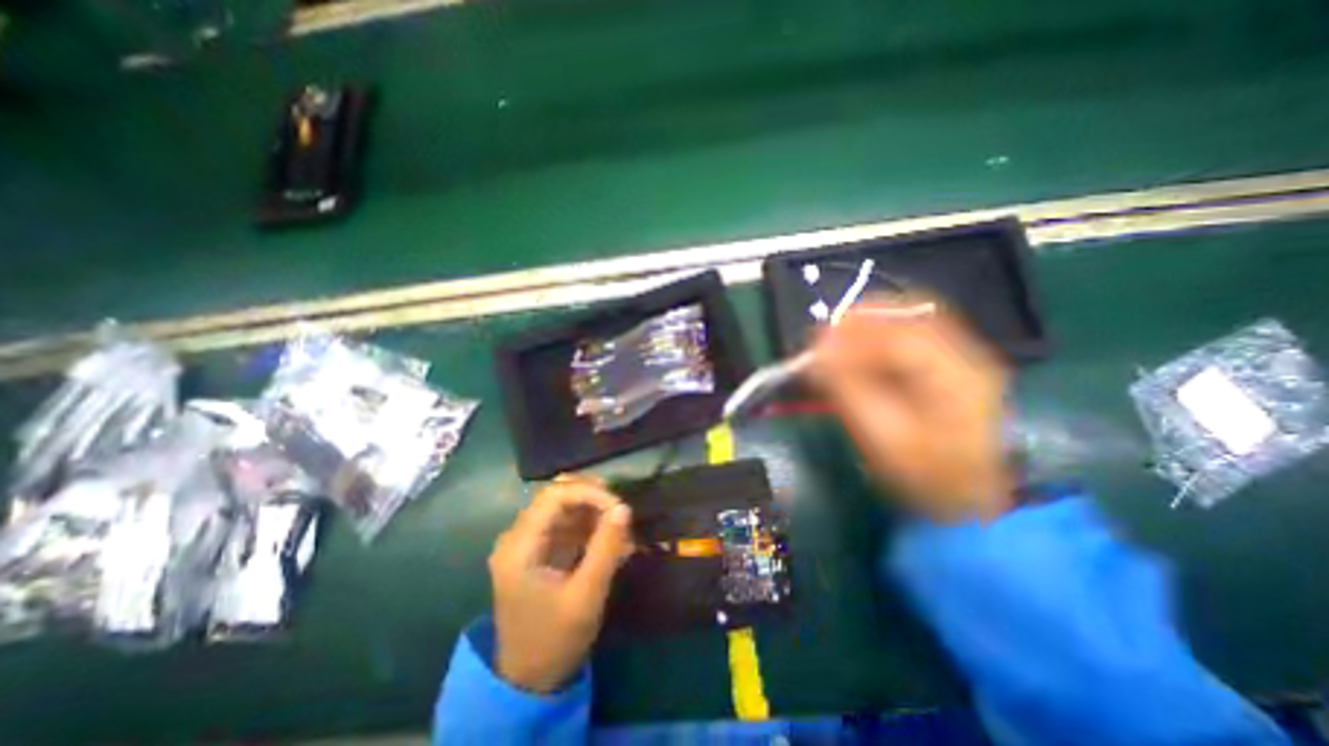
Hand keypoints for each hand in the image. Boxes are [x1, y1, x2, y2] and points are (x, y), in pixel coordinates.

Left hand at [485, 474, 632, 690]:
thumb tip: (624, 508)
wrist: (529, 681)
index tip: (619, 508)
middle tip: (622, 514)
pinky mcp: (541, 548)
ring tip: (621, 534)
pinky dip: (592, 526)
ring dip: (596, 513)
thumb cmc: (554, 640)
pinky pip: (568, 523)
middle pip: (558, 494)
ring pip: (566, 505)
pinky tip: (612, 544)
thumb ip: (605, 549)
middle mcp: (518, 536)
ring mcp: (529, 541)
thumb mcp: (586, 597)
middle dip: (594, 498)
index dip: (589, 492)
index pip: (554, 495)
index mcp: (519, 546)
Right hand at [809, 295, 1019, 522]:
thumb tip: (818, 353)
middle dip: (860, 319)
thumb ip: (848, 389)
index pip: (898, 333)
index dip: (852, 332)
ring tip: (837, 342)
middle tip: (824, 337)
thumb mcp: (881, 435)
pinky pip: (912, 335)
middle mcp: (965, 355)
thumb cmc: (924, 473)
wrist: (972, 498)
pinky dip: (881, 337)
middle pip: (909, 313)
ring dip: (869, 325)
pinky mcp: (954, 365)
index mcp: (953, 376)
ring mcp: (964, 357)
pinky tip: (861, 352)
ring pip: (911, 320)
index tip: (817, 343)